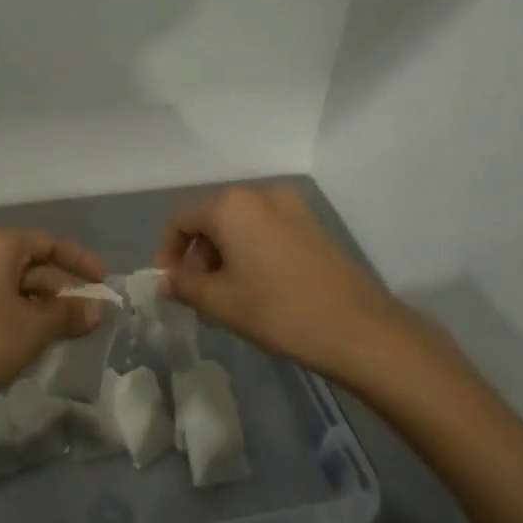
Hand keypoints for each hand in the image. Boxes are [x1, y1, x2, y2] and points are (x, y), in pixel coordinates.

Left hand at [0, 227, 106, 414]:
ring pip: (10, 286)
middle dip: (61, 290)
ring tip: (67, 333)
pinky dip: (16, 315)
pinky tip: (32, 342)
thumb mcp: (34, 329)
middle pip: (29, 264)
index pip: (47, 242)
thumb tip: (98, 308)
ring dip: (41, 306)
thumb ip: (68, 315)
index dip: (79, 261)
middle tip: (90, 316)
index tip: (103, 282)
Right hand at [156, 183, 452, 389]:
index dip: (168, 251)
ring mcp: (290, 207)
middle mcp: (259, 194)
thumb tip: (164, 280)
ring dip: (224, 257)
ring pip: (240, 226)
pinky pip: (266, 231)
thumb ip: (184, 286)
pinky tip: (256, 290)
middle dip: (198, 257)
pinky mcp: (311, 224)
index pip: (182, 219)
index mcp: (231, 205)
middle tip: (199, 297)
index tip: (169, 284)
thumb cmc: (278, 311)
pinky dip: (251, 254)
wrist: (358, 329)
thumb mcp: (220, 302)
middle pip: (212, 219)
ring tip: (227, 300)